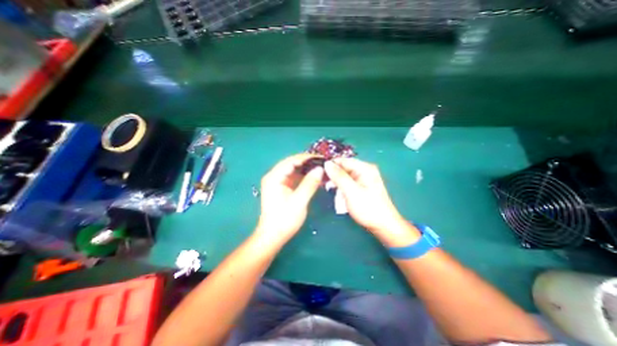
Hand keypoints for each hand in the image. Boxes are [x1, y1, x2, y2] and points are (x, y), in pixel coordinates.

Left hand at [255, 154, 323, 244]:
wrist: (273, 236)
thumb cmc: (284, 220)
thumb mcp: (299, 201)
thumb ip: (310, 184)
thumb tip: (320, 169)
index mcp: (274, 177)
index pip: (291, 161)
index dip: (306, 158)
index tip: (321, 157)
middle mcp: (274, 176)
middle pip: (292, 164)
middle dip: (307, 163)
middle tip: (323, 162)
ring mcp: (277, 182)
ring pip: (293, 170)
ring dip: (306, 169)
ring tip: (321, 168)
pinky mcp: (282, 188)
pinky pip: (294, 178)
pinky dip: (304, 177)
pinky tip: (314, 178)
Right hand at [323, 158, 418, 247]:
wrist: (383, 226)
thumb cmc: (368, 208)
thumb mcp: (351, 192)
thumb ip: (339, 177)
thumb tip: (326, 163)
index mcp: (365, 168)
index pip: (343, 160)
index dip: (330, 165)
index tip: (319, 172)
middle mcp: (364, 170)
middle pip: (343, 167)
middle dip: (333, 175)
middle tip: (324, 184)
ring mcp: (363, 178)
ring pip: (344, 175)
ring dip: (336, 182)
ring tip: (330, 190)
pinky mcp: (361, 186)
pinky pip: (348, 182)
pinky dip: (341, 187)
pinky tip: (338, 194)